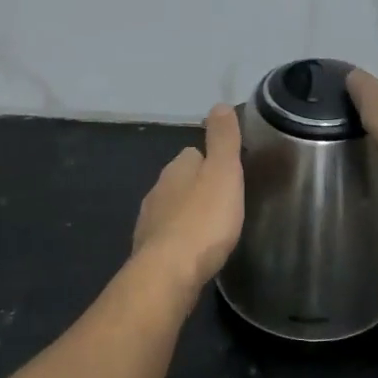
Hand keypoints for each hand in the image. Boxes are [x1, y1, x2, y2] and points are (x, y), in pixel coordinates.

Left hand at [133, 105, 245, 291]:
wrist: (169, 272)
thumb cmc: (204, 219)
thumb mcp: (223, 172)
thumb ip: (223, 140)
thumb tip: (219, 105)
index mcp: (176, 168)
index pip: (192, 153)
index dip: (211, 161)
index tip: (229, 174)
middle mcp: (157, 190)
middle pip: (180, 182)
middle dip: (198, 189)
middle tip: (224, 203)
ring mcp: (149, 221)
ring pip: (172, 209)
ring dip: (188, 215)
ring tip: (212, 228)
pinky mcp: (148, 251)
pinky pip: (168, 238)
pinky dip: (180, 240)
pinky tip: (194, 251)